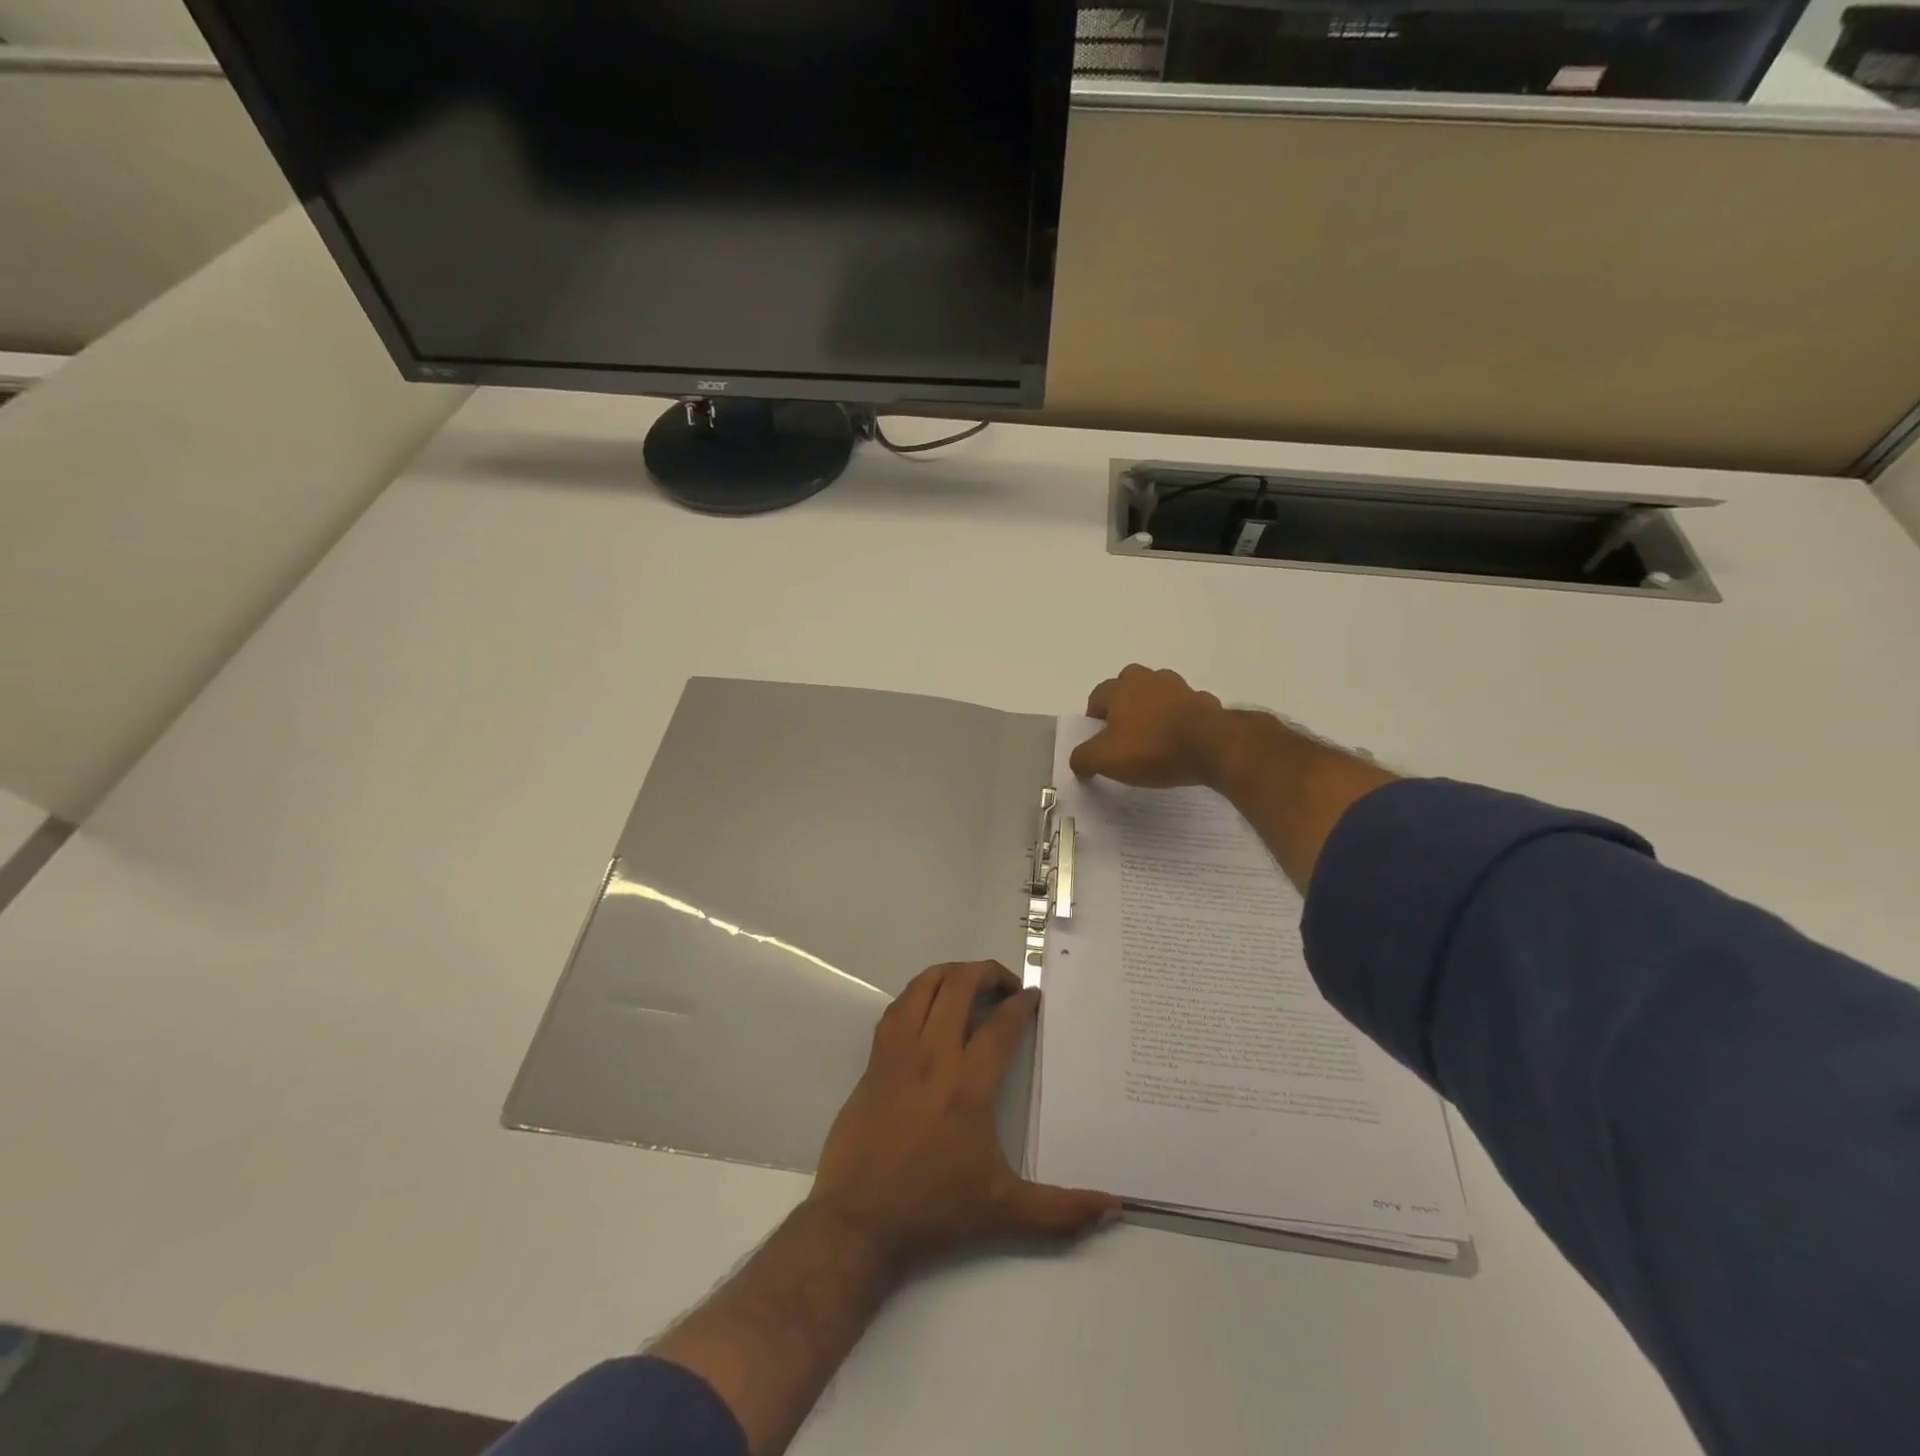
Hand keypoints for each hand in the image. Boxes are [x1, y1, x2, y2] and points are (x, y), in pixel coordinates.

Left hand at [808, 961, 1119, 1274]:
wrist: (858, 1221)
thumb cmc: (934, 1210)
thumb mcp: (1004, 1213)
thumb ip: (1061, 1210)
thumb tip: (1114, 1208)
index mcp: (968, 1087)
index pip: (1000, 1025)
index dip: (1021, 1004)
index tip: (1034, 997)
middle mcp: (933, 1058)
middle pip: (959, 987)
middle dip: (988, 973)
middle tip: (1007, 986)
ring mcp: (898, 1054)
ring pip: (923, 987)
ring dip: (951, 974)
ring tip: (970, 982)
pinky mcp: (874, 1061)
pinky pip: (897, 1008)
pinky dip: (918, 993)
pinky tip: (930, 1005)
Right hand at [1070, 664, 1225, 787]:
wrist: (1210, 746)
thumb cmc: (1151, 748)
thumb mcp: (1105, 760)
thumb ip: (1083, 759)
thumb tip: (1077, 762)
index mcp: (1120, 689)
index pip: (1098, 695)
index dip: (1094, 716)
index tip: (1097, 739)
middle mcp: (1149, 680)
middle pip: (1129, 684)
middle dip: (1124, 702)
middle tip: (1124, 731)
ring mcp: (1180, 688)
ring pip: (1160, 692)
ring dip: (1154, 707)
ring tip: (1154, 734)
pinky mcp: (1206, 702)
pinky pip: (1187, 707)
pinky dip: (1182, 718)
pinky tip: (1182, 740)